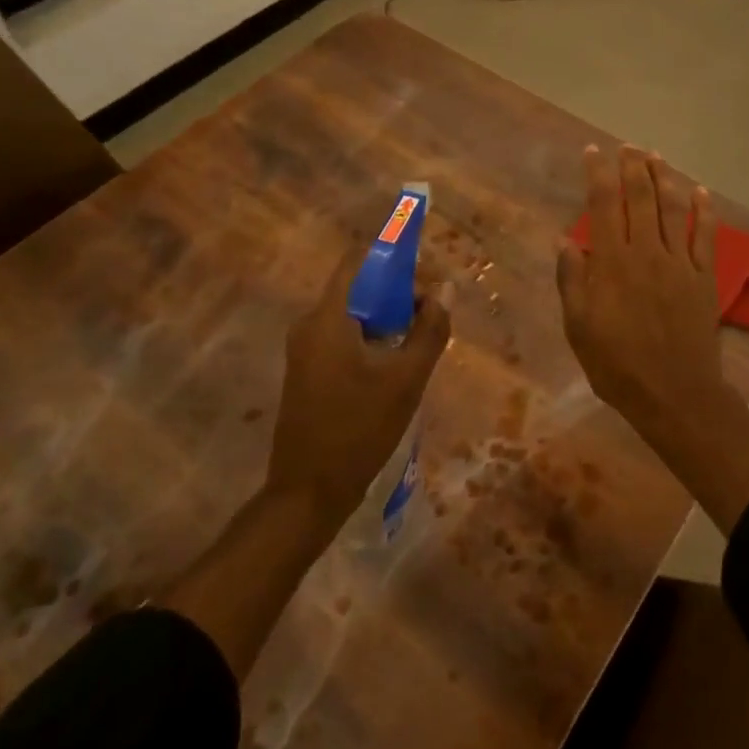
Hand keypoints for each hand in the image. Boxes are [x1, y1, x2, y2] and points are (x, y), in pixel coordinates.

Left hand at [270, 244, 451, 523]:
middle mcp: (310, 324)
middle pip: (358, 286)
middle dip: (398, 291)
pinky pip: (344, 335)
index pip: (359, 259)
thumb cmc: (359, 430)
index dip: (394, 256)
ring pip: (354, 313)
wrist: (308, 493)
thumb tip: (444, 291)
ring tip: (421, 339)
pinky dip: (372, 336)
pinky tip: (396, 363)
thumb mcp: (406, 379)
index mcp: (328, 317)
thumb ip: (430, 330)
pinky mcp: (307, 370)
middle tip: (432, 313)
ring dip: (388, 317)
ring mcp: (304, 348)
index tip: (427, 273)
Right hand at [556, 145, 724, 428]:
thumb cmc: (617, 364)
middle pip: (641, 197)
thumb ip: (572, 280)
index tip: (593, 152)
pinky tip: (701, 191)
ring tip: (657, 156)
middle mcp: (647, 252)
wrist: (674, 393)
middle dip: (633, 166)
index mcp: (613, 262)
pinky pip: (706, 235)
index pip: (603, 204)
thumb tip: (565, 241)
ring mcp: (680, 262)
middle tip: (628, 146)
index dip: (598, 173)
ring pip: (673, 208)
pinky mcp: (704, 277)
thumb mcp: (579, 327)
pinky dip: (704, 210)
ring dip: (665, 178)